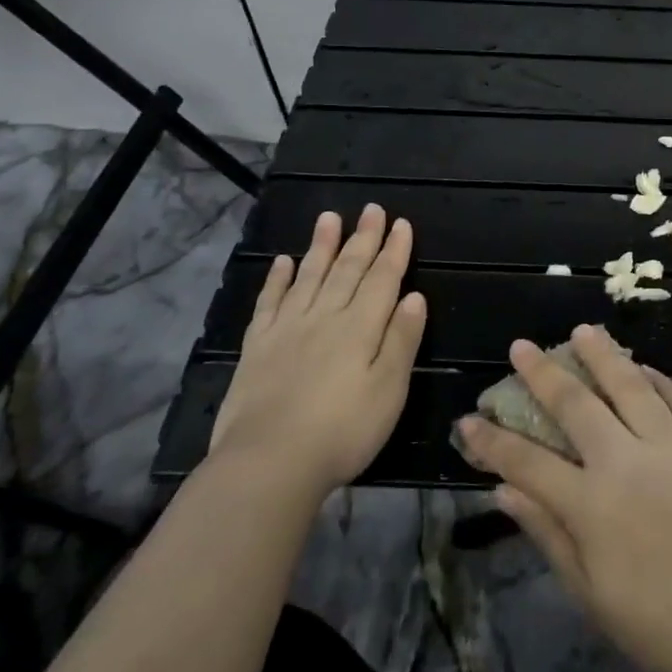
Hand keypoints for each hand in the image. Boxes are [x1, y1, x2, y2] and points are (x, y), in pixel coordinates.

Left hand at [208, 205, 425, 500]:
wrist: (268, 462)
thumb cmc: (342, 431)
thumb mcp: (389, 390)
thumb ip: (401, 341)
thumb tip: (414, 297)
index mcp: (360, 328)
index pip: (382, 280)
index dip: (393, 251)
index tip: (400, 224)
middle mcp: (325, 318)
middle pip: (347, 270)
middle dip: (362, 238)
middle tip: (371, 209)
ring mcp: (287, 330)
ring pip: (309, 277)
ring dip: (322, 246)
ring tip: (329, 217)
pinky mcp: (257, 347)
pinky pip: (269, 302)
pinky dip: (278, 279)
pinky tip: (283, 262)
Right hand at [455, 325, 671, 671]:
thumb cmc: (658, 623)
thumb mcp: (590, 592)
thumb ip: (548, 533)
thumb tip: (504, 492)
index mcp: (591, 504)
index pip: (527, 462)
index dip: (492, 441)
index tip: (468, 420)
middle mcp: (626, 462)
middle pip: (576, 405)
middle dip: (543, 373)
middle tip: (522, 346)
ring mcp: (671, 449)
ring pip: (631, 386)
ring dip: (604, 355)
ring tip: (584, 330)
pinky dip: (660, 381)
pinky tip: (645, 368)